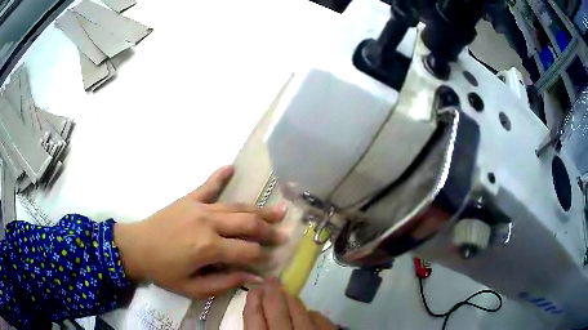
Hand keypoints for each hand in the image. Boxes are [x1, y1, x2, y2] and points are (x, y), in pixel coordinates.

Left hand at [114, 166, 286, 297]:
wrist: (136, 247)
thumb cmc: (164, 271)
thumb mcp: (193, 288)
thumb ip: (225, 282)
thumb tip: (253, 277)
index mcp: (208, 247)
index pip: (247, 251)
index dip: (262, 257)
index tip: (271, 262)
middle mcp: (208, 223)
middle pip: (247, 224)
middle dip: (269, 231)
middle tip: (286, 233)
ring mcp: (199, 207)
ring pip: (236, 207)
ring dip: (258, 210)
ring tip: (279, 208)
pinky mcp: (189, 199)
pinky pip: (208, 186)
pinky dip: (219, 176)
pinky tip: (231, 167)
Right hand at [244, 278, 336, 329]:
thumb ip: (258, 328)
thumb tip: (255, 312)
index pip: (253, 317)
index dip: (253, 301)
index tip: (254, 289)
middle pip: (276, 309)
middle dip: (272, 292)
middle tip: (270, 279)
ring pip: (299, 312)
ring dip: (292, 300)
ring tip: (286, 292)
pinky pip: (320, 320)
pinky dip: (313, 315)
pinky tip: (309, 313)